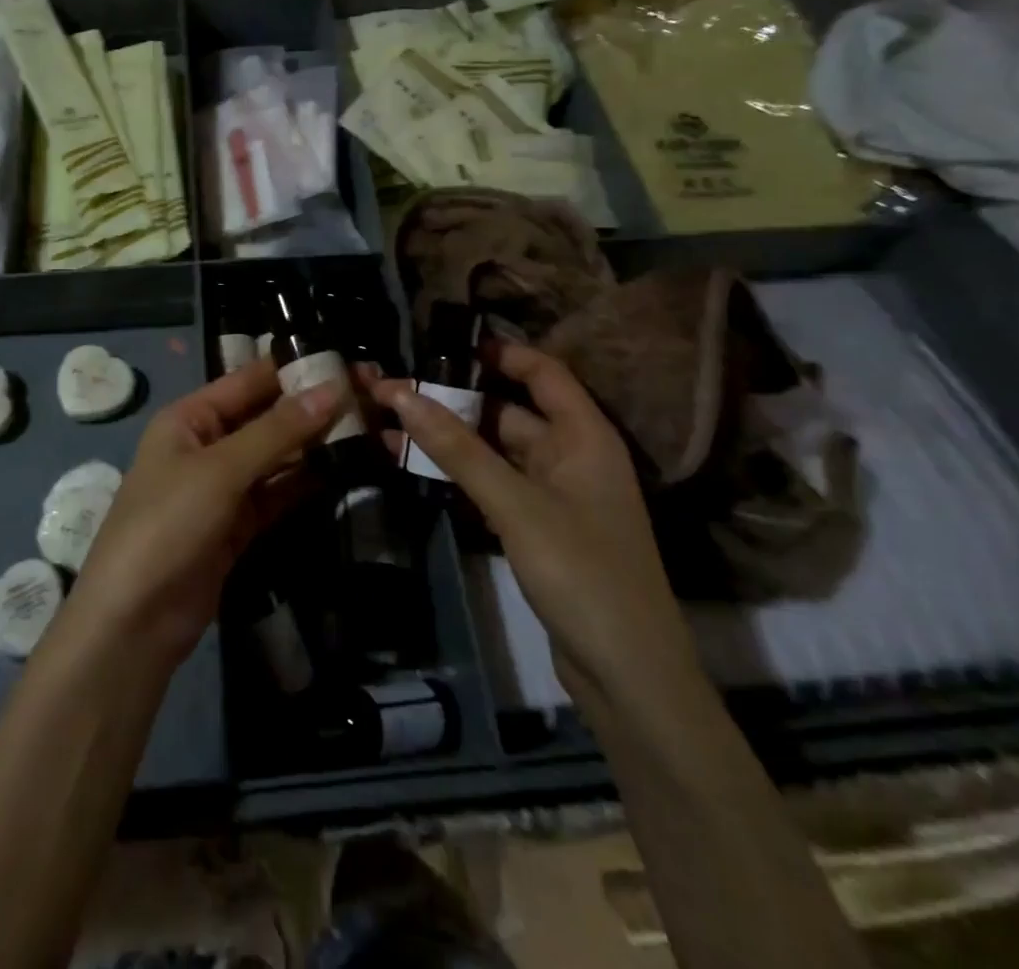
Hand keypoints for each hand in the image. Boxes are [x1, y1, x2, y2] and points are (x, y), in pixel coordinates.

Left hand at [68, 361, 340, 670]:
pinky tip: (346, 470)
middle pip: (266, 418)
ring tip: (371, 429)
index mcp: (190, 418)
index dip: (295, 370)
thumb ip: (277, 431)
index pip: (249, 381)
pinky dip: (307, 483)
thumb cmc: (168, 524)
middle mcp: (207, 445)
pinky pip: (278, 493)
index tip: (347, 361)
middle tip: (370, 396)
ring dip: (316, 446)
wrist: (135, 621)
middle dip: (312, 409)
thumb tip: (333, 389)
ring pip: (277, 457)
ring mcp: (223, 487)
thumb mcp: (220, 470)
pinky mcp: (238, 525)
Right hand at [371, 342, 697, 706]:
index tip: (444, 343)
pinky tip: (416, 467)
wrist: (628, 676)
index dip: (499, 352)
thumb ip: (457, 449)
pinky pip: (494, 484)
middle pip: (509, 411)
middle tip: (395, 388)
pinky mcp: (539, 528)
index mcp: (585, 436)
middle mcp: (572, 456)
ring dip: (449, 439)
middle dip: (454, 399)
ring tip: (390, 423)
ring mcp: (555, 494)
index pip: (543, 372)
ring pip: (495, 450)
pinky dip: (458, 473)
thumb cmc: (583, 574)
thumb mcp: (516, 504)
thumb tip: (402, 393)